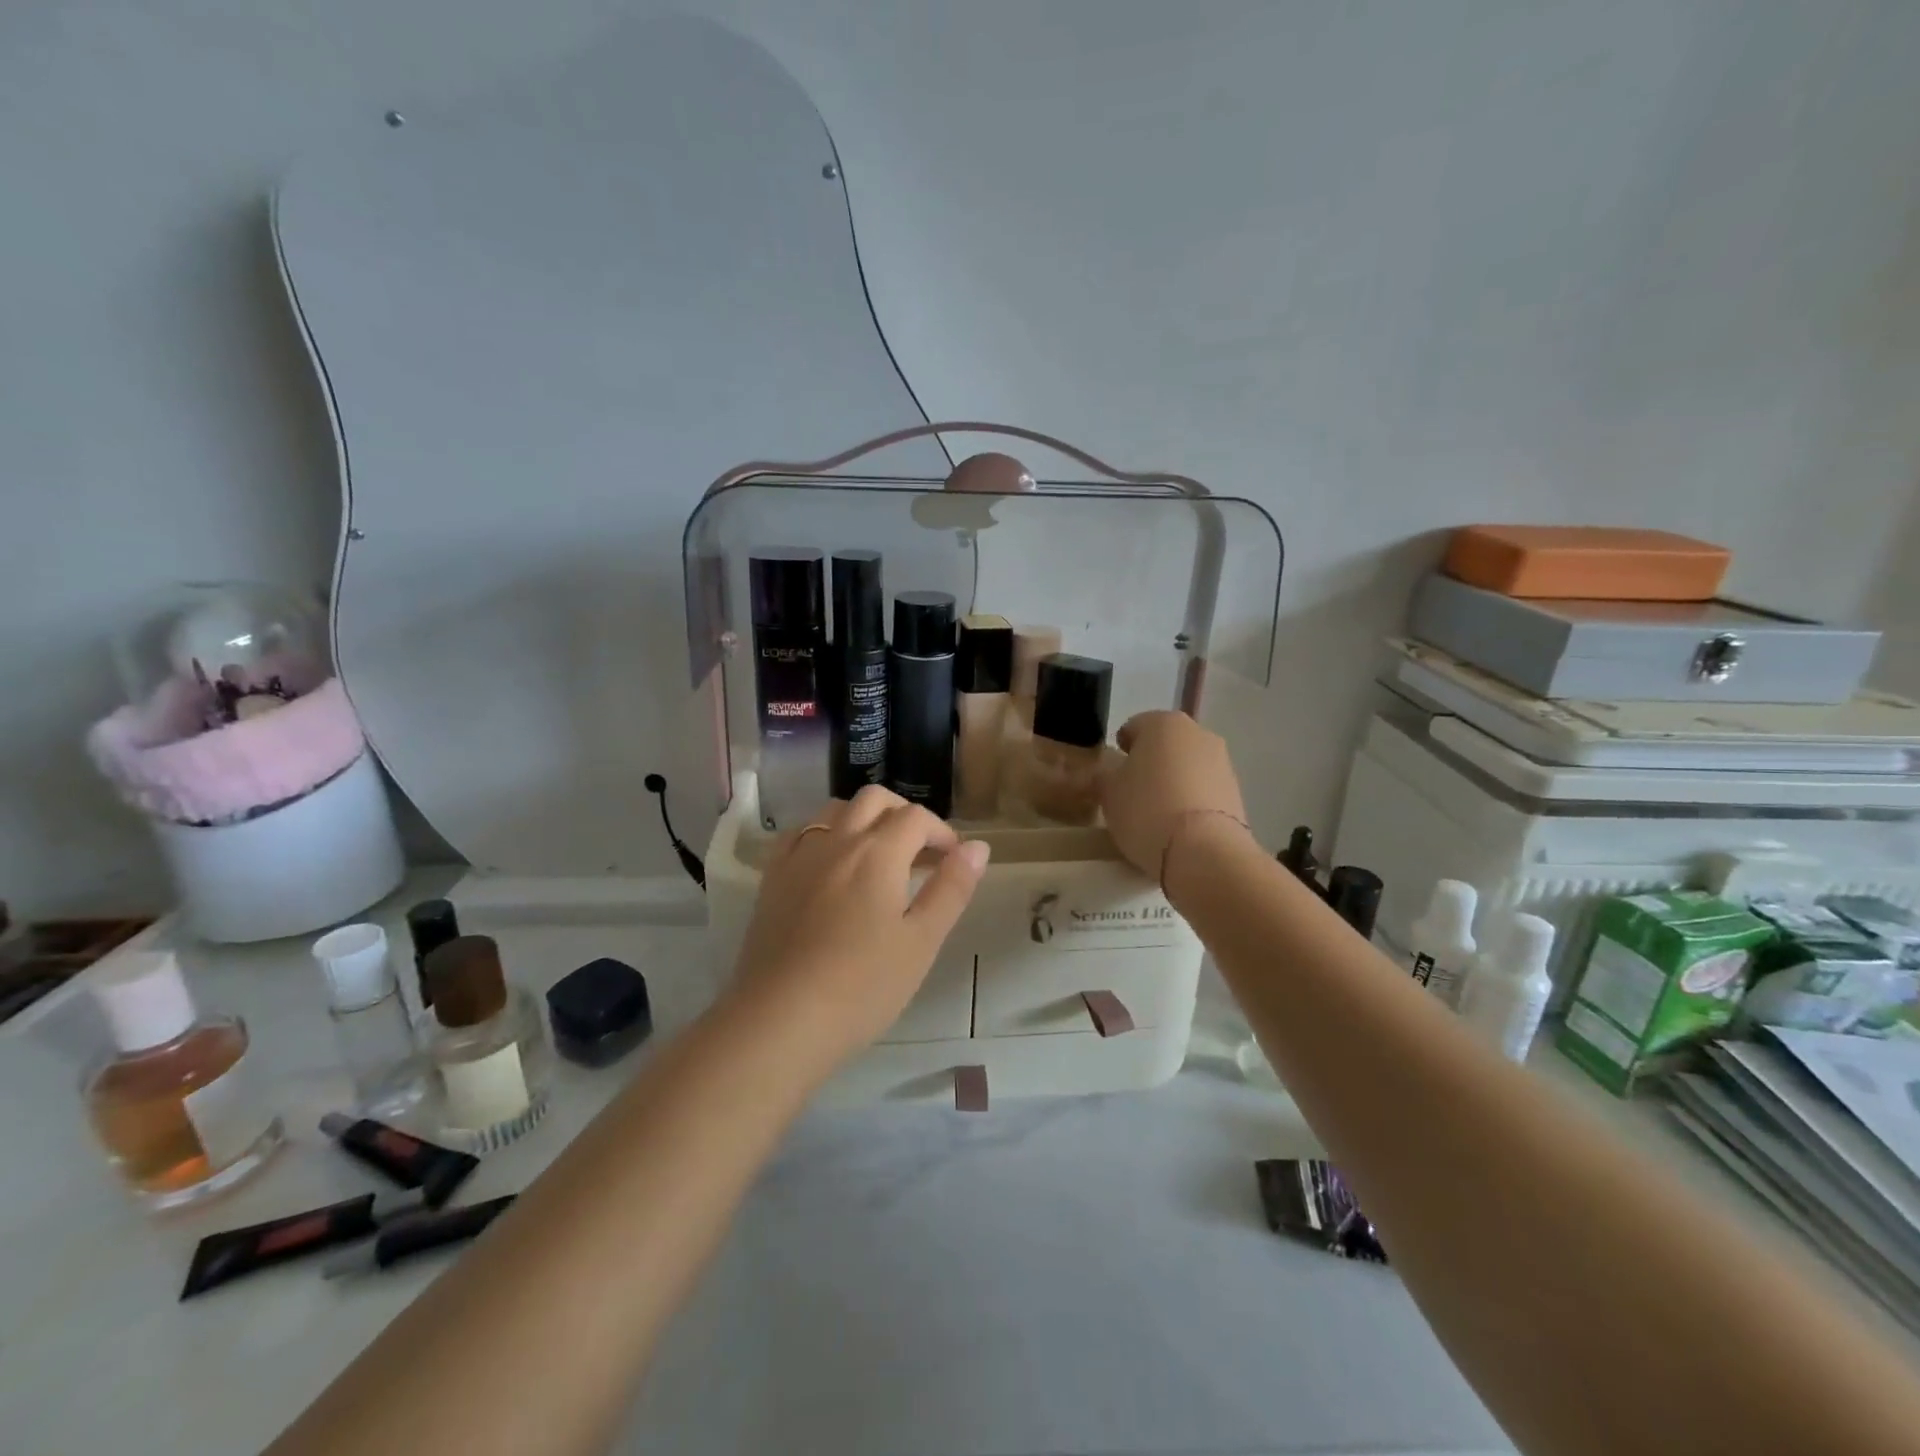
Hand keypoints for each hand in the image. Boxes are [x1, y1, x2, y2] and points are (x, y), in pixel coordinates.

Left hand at [730, 785, 990, 1069]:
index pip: (917, 817)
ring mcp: (799, 857)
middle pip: (874, 800)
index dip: (942, 832)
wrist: (780, 1020)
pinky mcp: (772, 878)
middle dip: (904, 814)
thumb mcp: (921, 942)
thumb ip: (951, 889)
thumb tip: (978, 847)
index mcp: (878, 853)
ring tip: (879, 856)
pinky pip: (800, 834)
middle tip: (920, 851)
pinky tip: (831, 865)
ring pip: (834, 810)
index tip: (953, 860)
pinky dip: (825, 834)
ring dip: (864, 818)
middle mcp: (837, 841)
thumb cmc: (862, 986)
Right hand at [1101, 710, 1248, 878]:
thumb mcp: (1107, 792)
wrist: (1203, 851)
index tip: (1112, 776)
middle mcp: (1197, 732)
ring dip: (1172, 782)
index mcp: (1163, 722)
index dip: (1119, 751)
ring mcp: (1222, 761)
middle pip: (1164, 745)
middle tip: (1132, 794)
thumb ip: (1104, 775)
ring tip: (1156, 815)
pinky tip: (1178, 826)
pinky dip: (1190, 801)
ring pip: (1186, 767)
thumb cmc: (1146, 810)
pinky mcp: (1236, 791)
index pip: (1132, 728)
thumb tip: (1110, 772)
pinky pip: (1203, 790)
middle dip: (1149, 764)